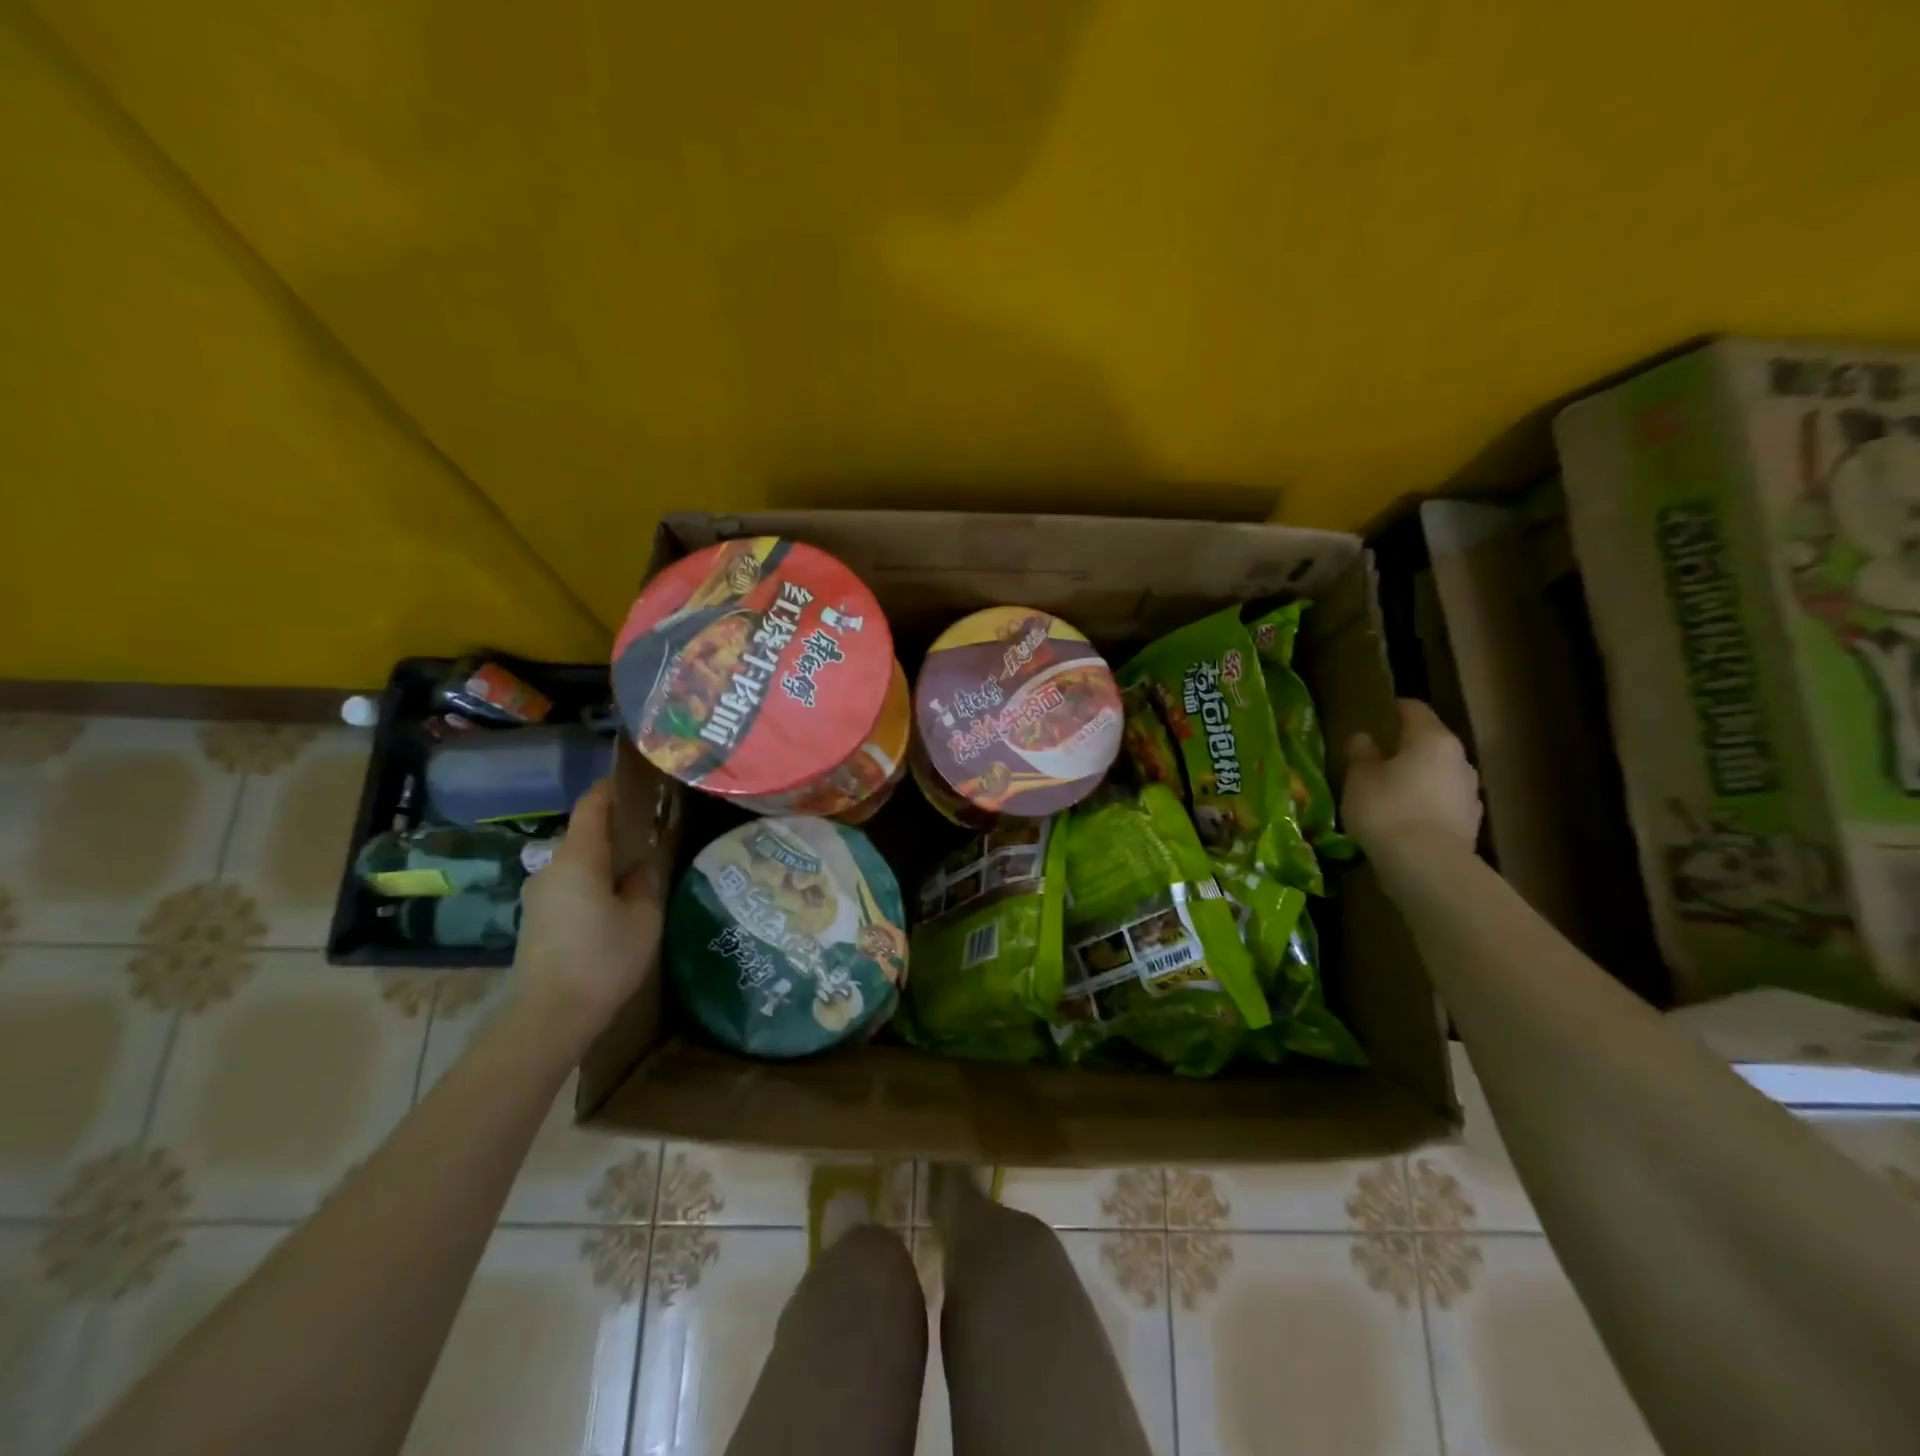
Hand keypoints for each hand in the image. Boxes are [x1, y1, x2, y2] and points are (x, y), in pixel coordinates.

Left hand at [513, 777, 664, 1039]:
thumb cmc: (603, 959)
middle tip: (652, 826)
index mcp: (578, 858)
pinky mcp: (537, 919)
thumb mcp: (643, 917)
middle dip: (617, 825)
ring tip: (639, 864)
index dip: (613, 787)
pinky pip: (570, 884)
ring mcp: (539, 895)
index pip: (592, 805)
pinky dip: (593, 879)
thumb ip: (646, 881)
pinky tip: (616, 898)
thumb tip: (643, 864)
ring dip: (605, 857)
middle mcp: (551, 868)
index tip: (639, 779)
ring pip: (577, 861)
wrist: (549, 1017)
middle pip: (585, 833)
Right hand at [1342, 699, 1482, 850]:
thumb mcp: (1359, 778)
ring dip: (1418, 778)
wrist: (1427, 866)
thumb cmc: (1387, 809)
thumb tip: (1364, 738)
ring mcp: (1470, 792)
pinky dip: (1425, 805)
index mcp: (1432, 738)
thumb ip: (1361, 754)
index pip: (1414, 709)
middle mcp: (1459, 759)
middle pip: (1431, 743)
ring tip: (1389, 793)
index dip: (1393, 708)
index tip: (1375, 715)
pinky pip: (1443, 803)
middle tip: (1377, 758)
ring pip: (1439, 774)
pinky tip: (1404, 820)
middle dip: (1406, 748)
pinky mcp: (1471, 823)